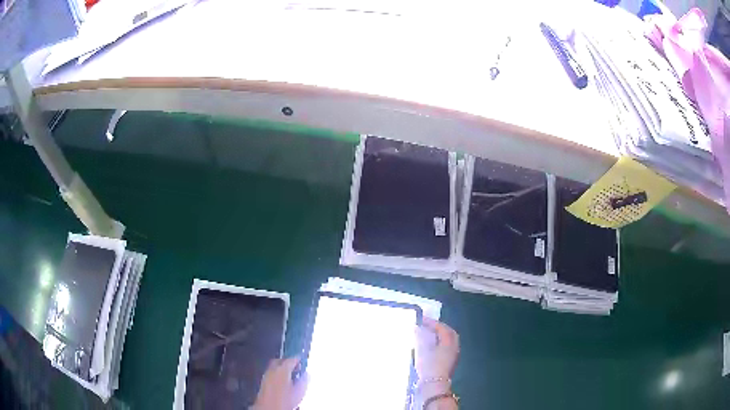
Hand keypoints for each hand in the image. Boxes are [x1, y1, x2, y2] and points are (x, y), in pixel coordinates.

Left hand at [251, 357, 308, 409]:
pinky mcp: (263, 382)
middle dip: (287, 361)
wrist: (268, 407)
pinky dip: (277, 373)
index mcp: (282, 370)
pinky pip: (271, 373)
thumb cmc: (284, 400)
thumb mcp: (299, 391)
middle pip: (279, 361)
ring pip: (274, 367)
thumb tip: (307, 374)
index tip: (302, 359)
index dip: (297, 359)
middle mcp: (272, 370)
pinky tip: (282, 380)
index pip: (290, 360)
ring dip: (281, 367)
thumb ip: (304, 381)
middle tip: (295, 365)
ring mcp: (266, 376)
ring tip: (290, 373)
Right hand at [415, 318, 459, 380]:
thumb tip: (417, 328)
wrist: (434, 385)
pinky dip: (440, 343)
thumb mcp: (422, 350)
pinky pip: (448, 347)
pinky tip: (431, 346)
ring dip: (440, 335)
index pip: (442, 328)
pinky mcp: (450, 362)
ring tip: (428, 335)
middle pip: (449, 333)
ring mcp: (454, 355)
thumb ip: (420, 337)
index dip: (432, 322)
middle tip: (428, 325)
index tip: (422, 319)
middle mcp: (454, 347)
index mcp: (449, 342)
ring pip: (449, 340)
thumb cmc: (429, 366)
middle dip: (439, 328)